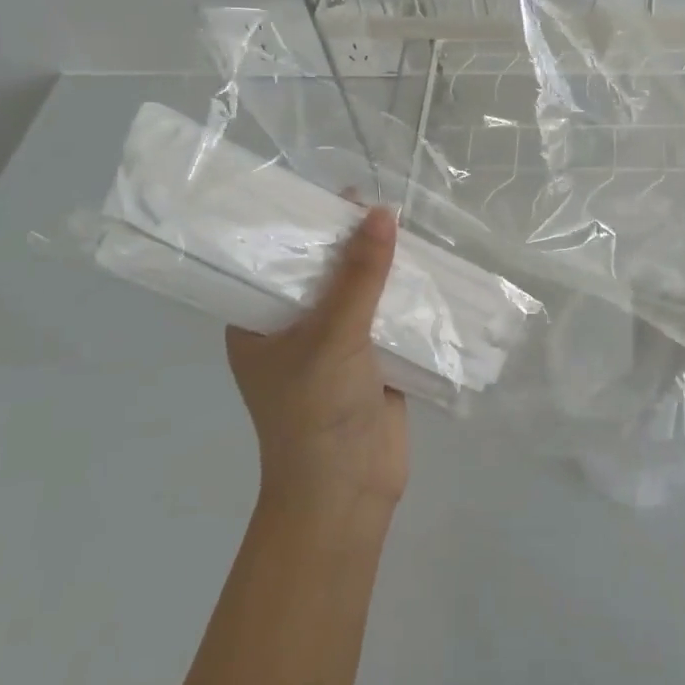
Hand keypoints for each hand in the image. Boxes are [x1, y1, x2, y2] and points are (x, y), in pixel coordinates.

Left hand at [225, 206, 406, 517]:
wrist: (349, 492)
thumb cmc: (317, 411)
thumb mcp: (334, 334)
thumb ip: (360, 275)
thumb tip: (383, 212)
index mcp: (259, 320)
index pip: (273, 258)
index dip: (300, 225)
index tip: (332, 192)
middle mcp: (293, 326)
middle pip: (322, 271)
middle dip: (349, 242)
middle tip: (377, 202)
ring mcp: (334, 343)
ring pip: (359, 292)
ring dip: (382, 266)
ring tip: (406, 225)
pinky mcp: (371, 359)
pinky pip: (387, 315)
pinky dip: (404, 295)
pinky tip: (426, 266)